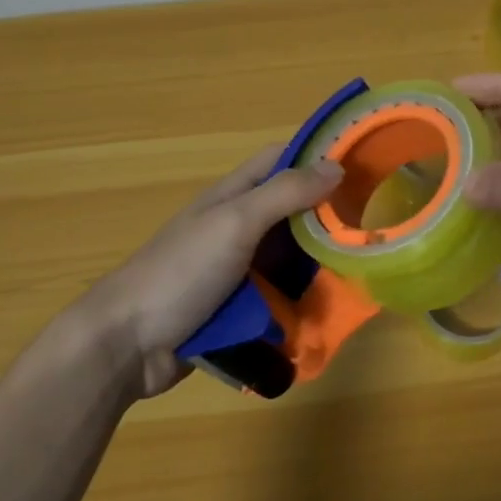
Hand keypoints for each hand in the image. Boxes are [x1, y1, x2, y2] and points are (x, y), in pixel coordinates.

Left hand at [73, 146, 342, 397]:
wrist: (126, 345)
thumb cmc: (180, 272)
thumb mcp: (235, 223)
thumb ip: (284, 193)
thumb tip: (336, 166)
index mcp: (233, 197)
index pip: (280, 160)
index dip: (317, 155)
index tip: (362, 163)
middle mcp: (238, 228)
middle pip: (292, 211)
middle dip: (328, 216)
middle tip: (374, 224)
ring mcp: (238, 270)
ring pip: (291, 257)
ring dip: (320, 263)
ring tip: (365, 269)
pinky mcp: (239, 309)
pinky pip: (281, 296)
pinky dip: (303, 299)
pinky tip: (333, 308)